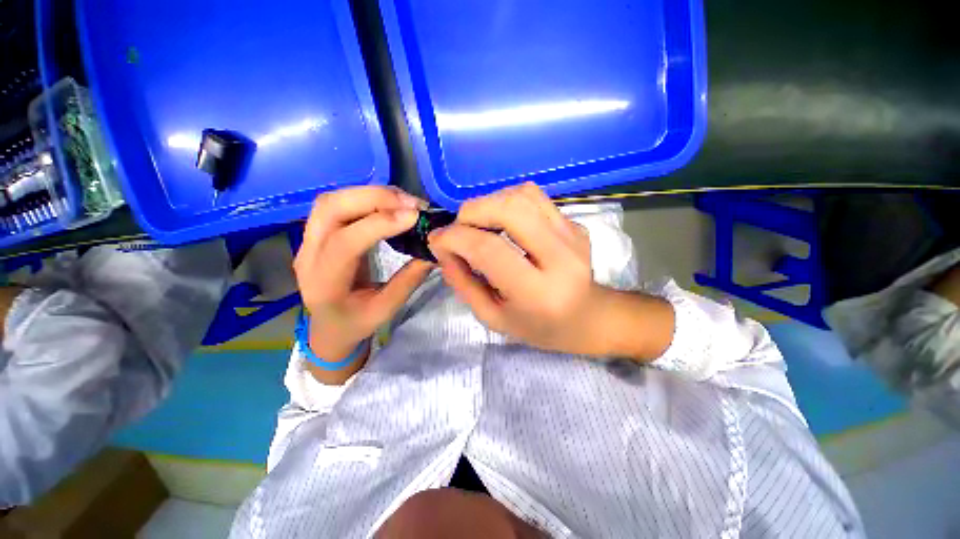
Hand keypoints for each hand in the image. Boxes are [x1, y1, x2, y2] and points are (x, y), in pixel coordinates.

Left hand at [294, 186, 433, 382]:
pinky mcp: (318, 233)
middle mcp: (307, 254)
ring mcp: (308, 240)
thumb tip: (433, 251)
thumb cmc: (355, 324)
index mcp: (323, 283)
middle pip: (330, 208)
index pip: (345, 242)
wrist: (328, 326)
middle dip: (374, 198)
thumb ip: (408, 280)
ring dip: (370, 194)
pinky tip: (390, 204)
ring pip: (332, 200)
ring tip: (404, 201)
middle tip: (412, 204)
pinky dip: (367, 197)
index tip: (414, 217)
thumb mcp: (385, 310)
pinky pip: (339, 204)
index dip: (379, 224)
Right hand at [427, 183, 608, 355]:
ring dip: (490, 202)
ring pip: (523, 195)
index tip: (436, 240)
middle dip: (472, 211)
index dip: (454, 238)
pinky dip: (509, 201)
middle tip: (459, 228)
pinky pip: (536, 198)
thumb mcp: (493, 317)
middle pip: (510, 209)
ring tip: (479, 224)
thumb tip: (443, 249)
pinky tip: (503, 222)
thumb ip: (463, 283)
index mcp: (538, 292)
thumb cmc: (538, 327)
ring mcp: (573, 235)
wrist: (586, 318)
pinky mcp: (576, 224)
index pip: (489, 249)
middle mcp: (560, 258)